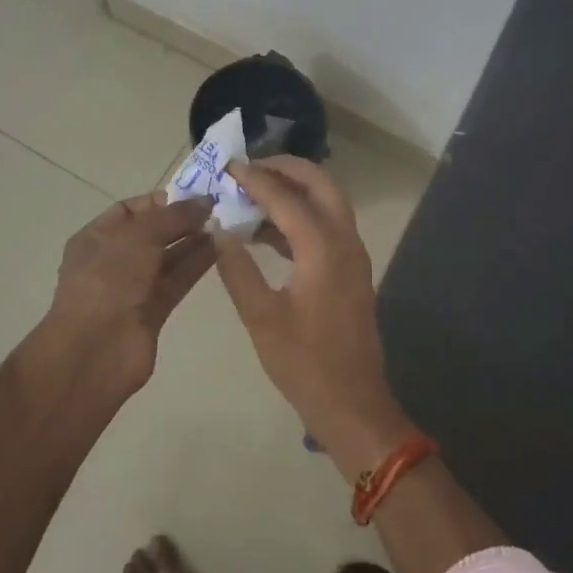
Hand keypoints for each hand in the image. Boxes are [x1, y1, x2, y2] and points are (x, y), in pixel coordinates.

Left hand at [43, 193, 215, 393]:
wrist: (95, 351)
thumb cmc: (108, 281)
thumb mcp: (138, 236)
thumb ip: (173, 216)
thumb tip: (205, 201)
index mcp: (96, 237)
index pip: (130, 210)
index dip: (161, 201)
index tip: (194, 196)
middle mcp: (114, 260)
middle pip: (153, 233)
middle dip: (182, 220)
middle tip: (218, 209)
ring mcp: (134, 287)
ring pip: (169, 257)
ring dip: (194, 241)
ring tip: (226, 225)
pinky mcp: (154, 311)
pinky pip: (178, 280)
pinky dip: (197, 265)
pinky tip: (221, 249)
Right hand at [212, 158, 412, 473]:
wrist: (352, 404)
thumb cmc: (304, 363)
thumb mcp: (260, 317)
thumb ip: (237, 269)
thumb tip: (219, 231)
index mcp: (322, 248)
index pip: (286, 197)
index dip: (255, 179)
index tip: (229, 167)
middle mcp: (344, 241)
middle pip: (321, 184)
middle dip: (286, 169)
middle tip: (250, 169)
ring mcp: (352, 255)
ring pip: (327, 203)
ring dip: (295, 191)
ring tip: (252, 193)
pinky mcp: (350, 271)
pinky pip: (327, 227)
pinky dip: (300, 217)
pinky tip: (266, 231)